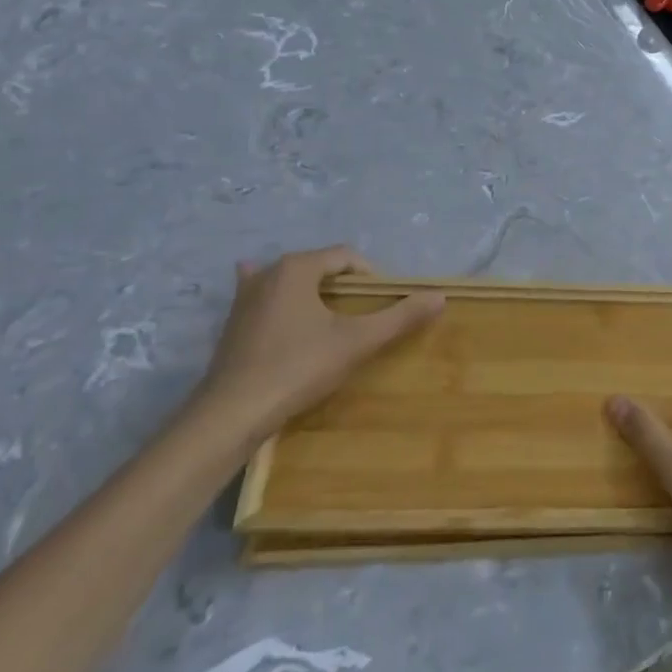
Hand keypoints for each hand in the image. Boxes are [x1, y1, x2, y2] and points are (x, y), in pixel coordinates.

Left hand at [196, 247, 443, 441]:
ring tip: (331, 316)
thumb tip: (440, 297)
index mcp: (297, 267)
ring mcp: (245, 297)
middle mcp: (268, 272)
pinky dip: (277, 297)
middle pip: (319, 266)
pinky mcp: (233, 322)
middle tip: (362, 316)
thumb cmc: (298, 368)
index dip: (371, 277)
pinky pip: (263, 297)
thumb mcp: (357, 342)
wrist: (232, 414)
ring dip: (313, 292)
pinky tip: (275, 302)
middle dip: (344, 285)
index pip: (346, 257)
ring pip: (290, 281)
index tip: (383, 306)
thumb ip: (399, 317)